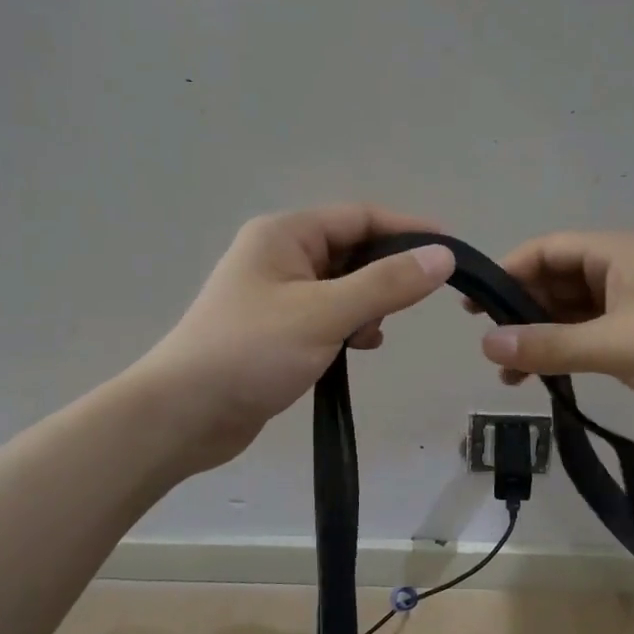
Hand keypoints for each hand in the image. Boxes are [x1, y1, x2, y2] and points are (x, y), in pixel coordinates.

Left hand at [142, 205, 454, 473]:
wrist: (183, 416)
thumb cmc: (251, 352)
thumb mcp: (324, 314)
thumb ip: (386, 284)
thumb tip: (442, 256)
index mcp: (284, 235)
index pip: (360, 217)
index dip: (407, 230)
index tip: (451, 250)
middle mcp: (279, 255)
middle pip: (352, 250)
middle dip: (386, 274)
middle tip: (415, 303)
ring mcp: (275, 294)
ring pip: (342, 286)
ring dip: (368, 305)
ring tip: (373, 335)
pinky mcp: (276, 329)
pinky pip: (327, 315)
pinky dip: (349, 326)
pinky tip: (358, 348)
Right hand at [473, 231, 633, 443]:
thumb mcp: (616, 343)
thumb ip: (550, 345)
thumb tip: (486, 345)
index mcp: (615, 255)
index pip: (545, 251)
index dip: (507, 273)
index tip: (473, 308)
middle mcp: (618, 275)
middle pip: (553, 282)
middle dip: (519, 311)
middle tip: (487, 345)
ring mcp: (629, 310)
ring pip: (568, 315)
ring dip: (538, 338)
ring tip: (507, 374)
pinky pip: (587, 341)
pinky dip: (562, 355)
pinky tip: (541, 380)